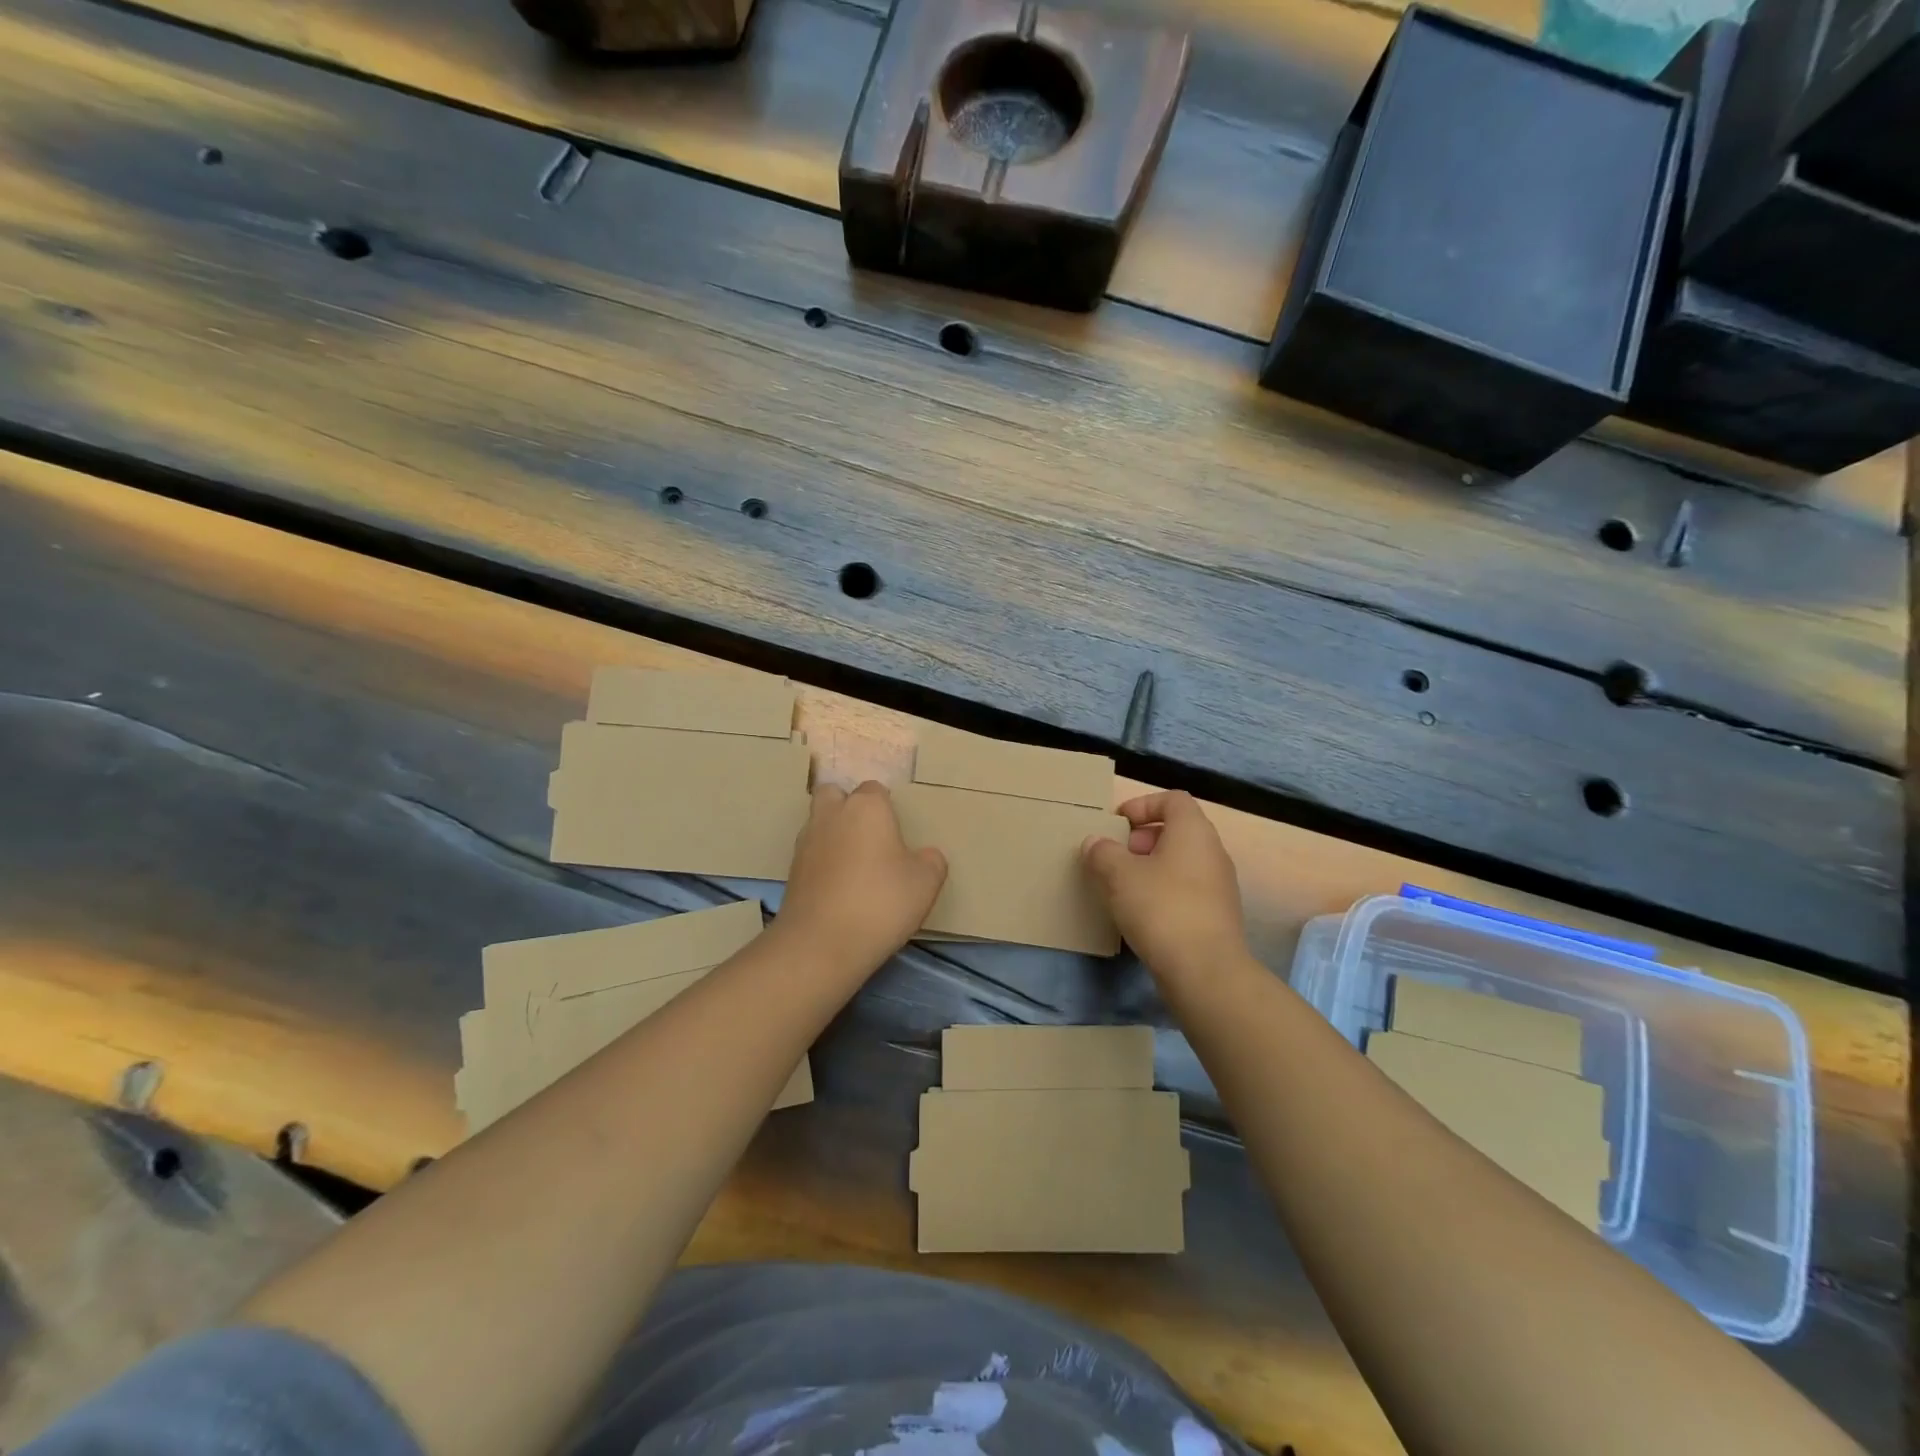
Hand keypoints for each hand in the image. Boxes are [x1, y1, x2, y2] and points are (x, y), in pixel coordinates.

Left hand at [775, 781, 947, 976]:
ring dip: (833, 834)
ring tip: (855, 865)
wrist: (821, 943)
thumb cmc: (881, 902)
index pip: (875, 790)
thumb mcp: (926, 883)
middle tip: (869, 836)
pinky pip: (811, 854)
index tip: (897, 832)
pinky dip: (823, 862)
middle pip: (834, 794)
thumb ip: (931, 861)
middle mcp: (832, 815)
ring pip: (819, 823)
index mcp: (866, 807)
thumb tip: (926, 855)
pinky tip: (839, 887)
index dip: (886, 807)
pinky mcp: (791, 871)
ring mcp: (806, 842)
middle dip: (848, 807)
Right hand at [1082, 791, 1245, 982]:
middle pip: (1177, 830)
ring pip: (1181, 862)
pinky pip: (1187, 890)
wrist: (1205, 971)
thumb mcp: (1119, 875)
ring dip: (1151, 868)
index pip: (1173, 799)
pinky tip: (1141, 914)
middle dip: (1142, 839)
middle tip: (1115, 858)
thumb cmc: (1161, 909)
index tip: (1117, 824)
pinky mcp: (1217, 915)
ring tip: (1123, 888)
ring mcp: (1219, 885)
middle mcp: (1213, 852)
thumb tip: (1095, 843)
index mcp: (1193, 831)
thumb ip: (1102, 852)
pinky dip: (1163, 892)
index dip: (1142, 804)